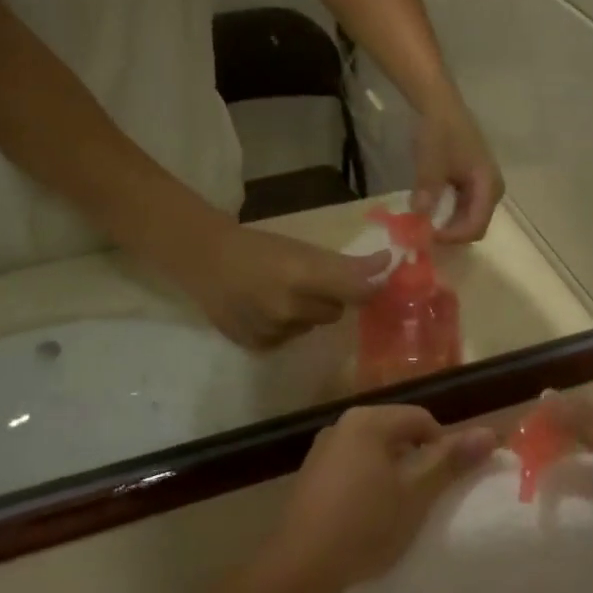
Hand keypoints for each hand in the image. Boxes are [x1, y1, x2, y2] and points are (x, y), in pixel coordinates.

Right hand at [178, 224, 389, 350]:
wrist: (205, 259)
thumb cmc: (258, 247)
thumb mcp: (302, 248)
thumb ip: (346, 262)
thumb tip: (388, 262)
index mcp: (303, 274)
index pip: (357, 291)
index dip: (369, 288)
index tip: (373, 281)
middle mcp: (290, 307)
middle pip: (335, 311)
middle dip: (329, 297)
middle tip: (307, 281)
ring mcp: (273, 330)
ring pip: (311, 326)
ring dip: (305, 313)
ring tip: (280, 294)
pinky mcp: (258, 345)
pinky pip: (288, 339)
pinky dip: (284, 328)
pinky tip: (264, 310)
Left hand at [268, 406, 498, 592]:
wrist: (300, 568)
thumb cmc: (365, 524)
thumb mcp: (416, 493)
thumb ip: (451, 460)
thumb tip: (489, 432)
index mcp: (368, 420)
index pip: (422, 420)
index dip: (443, 448)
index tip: (447, 485)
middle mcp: (342, 425)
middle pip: (396, 433)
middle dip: (417, 462)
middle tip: (427, 499)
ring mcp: (322, 451)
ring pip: (374, 453)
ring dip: (393, 475)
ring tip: (400, 511)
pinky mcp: (310, 477)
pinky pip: (352, 469)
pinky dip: (368, 485)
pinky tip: (369, 517)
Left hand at [413, 97, 503, 243]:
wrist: (440, 105)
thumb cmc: (439, 131)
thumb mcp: (430, 160)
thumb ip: (427, 188)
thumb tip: (419, 214)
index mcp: (488, 185)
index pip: (476, 226)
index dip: (452, 236)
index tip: (427, 235)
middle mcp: (491, 191)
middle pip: (474, 226)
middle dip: (450, 234)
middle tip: (423, 234)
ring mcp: (483, 188)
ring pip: (468, 219)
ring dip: (447, 225)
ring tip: (424, 225)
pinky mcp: (472, 184)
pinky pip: (462, 208)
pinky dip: (446, 214)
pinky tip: (429, 211)